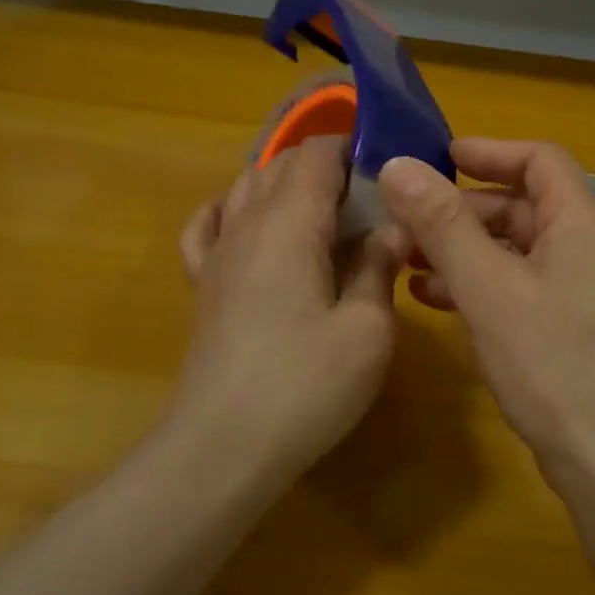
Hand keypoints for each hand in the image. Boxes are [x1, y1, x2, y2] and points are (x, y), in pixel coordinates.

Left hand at [172, 136, 401, 476]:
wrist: (221, 448)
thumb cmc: (304, 386)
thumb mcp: (367, 331)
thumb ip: (379, 269)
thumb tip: (391, 230)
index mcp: (291, 223)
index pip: (317, 153)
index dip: (354, 145)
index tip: (391, 164)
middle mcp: (247, 224)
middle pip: (281, 164)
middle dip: (327, 165)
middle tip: (373, 196)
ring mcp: (218, 254)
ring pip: (246, 187)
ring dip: (287, 184)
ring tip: (327, 210)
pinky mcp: (203, 285)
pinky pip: (208, 226)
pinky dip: (231, 209)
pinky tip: (248, 221)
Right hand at [377, 138, 594, 485]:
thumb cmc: (555, 365)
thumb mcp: (489, 289)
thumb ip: (443, 225)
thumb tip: (398, 166)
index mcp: (583, 224)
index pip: (541, 160)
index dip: (490, 151)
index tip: (439, 158)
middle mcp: (593, 249)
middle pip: (527, 206)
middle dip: (465, 210)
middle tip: (410, 223)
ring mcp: (589, 294)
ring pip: (521, 252)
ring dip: (468, 251)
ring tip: (410, 265)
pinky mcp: (579, 331)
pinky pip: (526, 289)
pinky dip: (484, 286)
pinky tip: (440, 304)